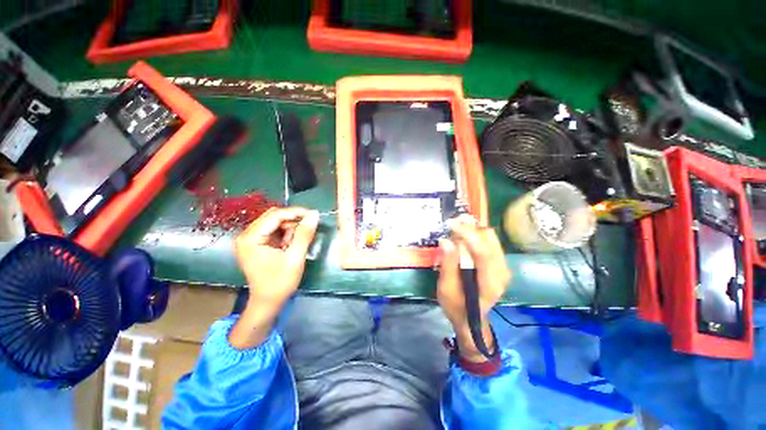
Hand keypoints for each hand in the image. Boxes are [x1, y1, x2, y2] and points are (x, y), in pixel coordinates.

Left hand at [229, 207, 318, 348]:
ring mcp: (251, 239)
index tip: (314, 215)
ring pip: (275, 222)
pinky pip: (274, 230)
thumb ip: (304, 234)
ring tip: (296, 244)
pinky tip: (291, 245)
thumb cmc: (280, 283)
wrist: (268, 302)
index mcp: (251, 238)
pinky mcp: (257, 243)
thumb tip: (314, 214)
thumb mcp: (295, 257)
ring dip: (290, 229)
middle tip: (308, 230)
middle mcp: (247, 235)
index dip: (296, 212)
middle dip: (293, 221)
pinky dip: (286, 234)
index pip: (275, 215)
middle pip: (274, 217)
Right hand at [438, 215, 510, 361]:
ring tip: (455, 231)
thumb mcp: (446, 288)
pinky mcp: (499, 264)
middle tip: (451, 225)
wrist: (471, 319)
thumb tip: (446, 241)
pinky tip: (463, 238)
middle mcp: (502, 272)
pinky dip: (475, 236)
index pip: (482, 253)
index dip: (467, 235)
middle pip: (489, 240)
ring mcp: (503, 267)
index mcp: (490, 283)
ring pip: (490, 238)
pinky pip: (489, 242)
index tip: (452, 223)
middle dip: (469, 229)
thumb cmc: (456, 306)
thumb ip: (448, 264)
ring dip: (472, 231)